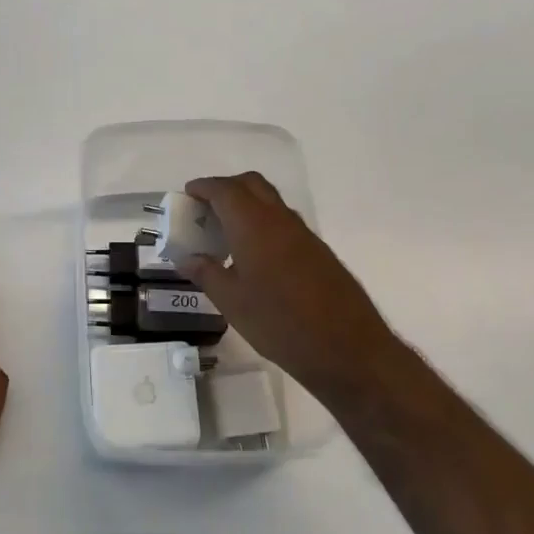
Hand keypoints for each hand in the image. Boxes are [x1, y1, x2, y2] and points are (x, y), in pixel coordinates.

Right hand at [179, 173, 413, 414]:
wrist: (346, 348)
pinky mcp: (318, 252)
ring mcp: (304, 235)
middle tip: (206, 209)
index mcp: (254, 226)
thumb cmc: (279, 323)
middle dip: (226, 188)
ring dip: (246, 206)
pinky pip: (283, 224)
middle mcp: (280, 220)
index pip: (225, 190)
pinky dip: (263, 225)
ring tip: (225, 234)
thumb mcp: (231, 302)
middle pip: (252, 185)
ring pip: (271, 203)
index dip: (204, 187)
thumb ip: (206, 274)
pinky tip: (253, 256)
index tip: (188, 194)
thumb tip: (187, 259)